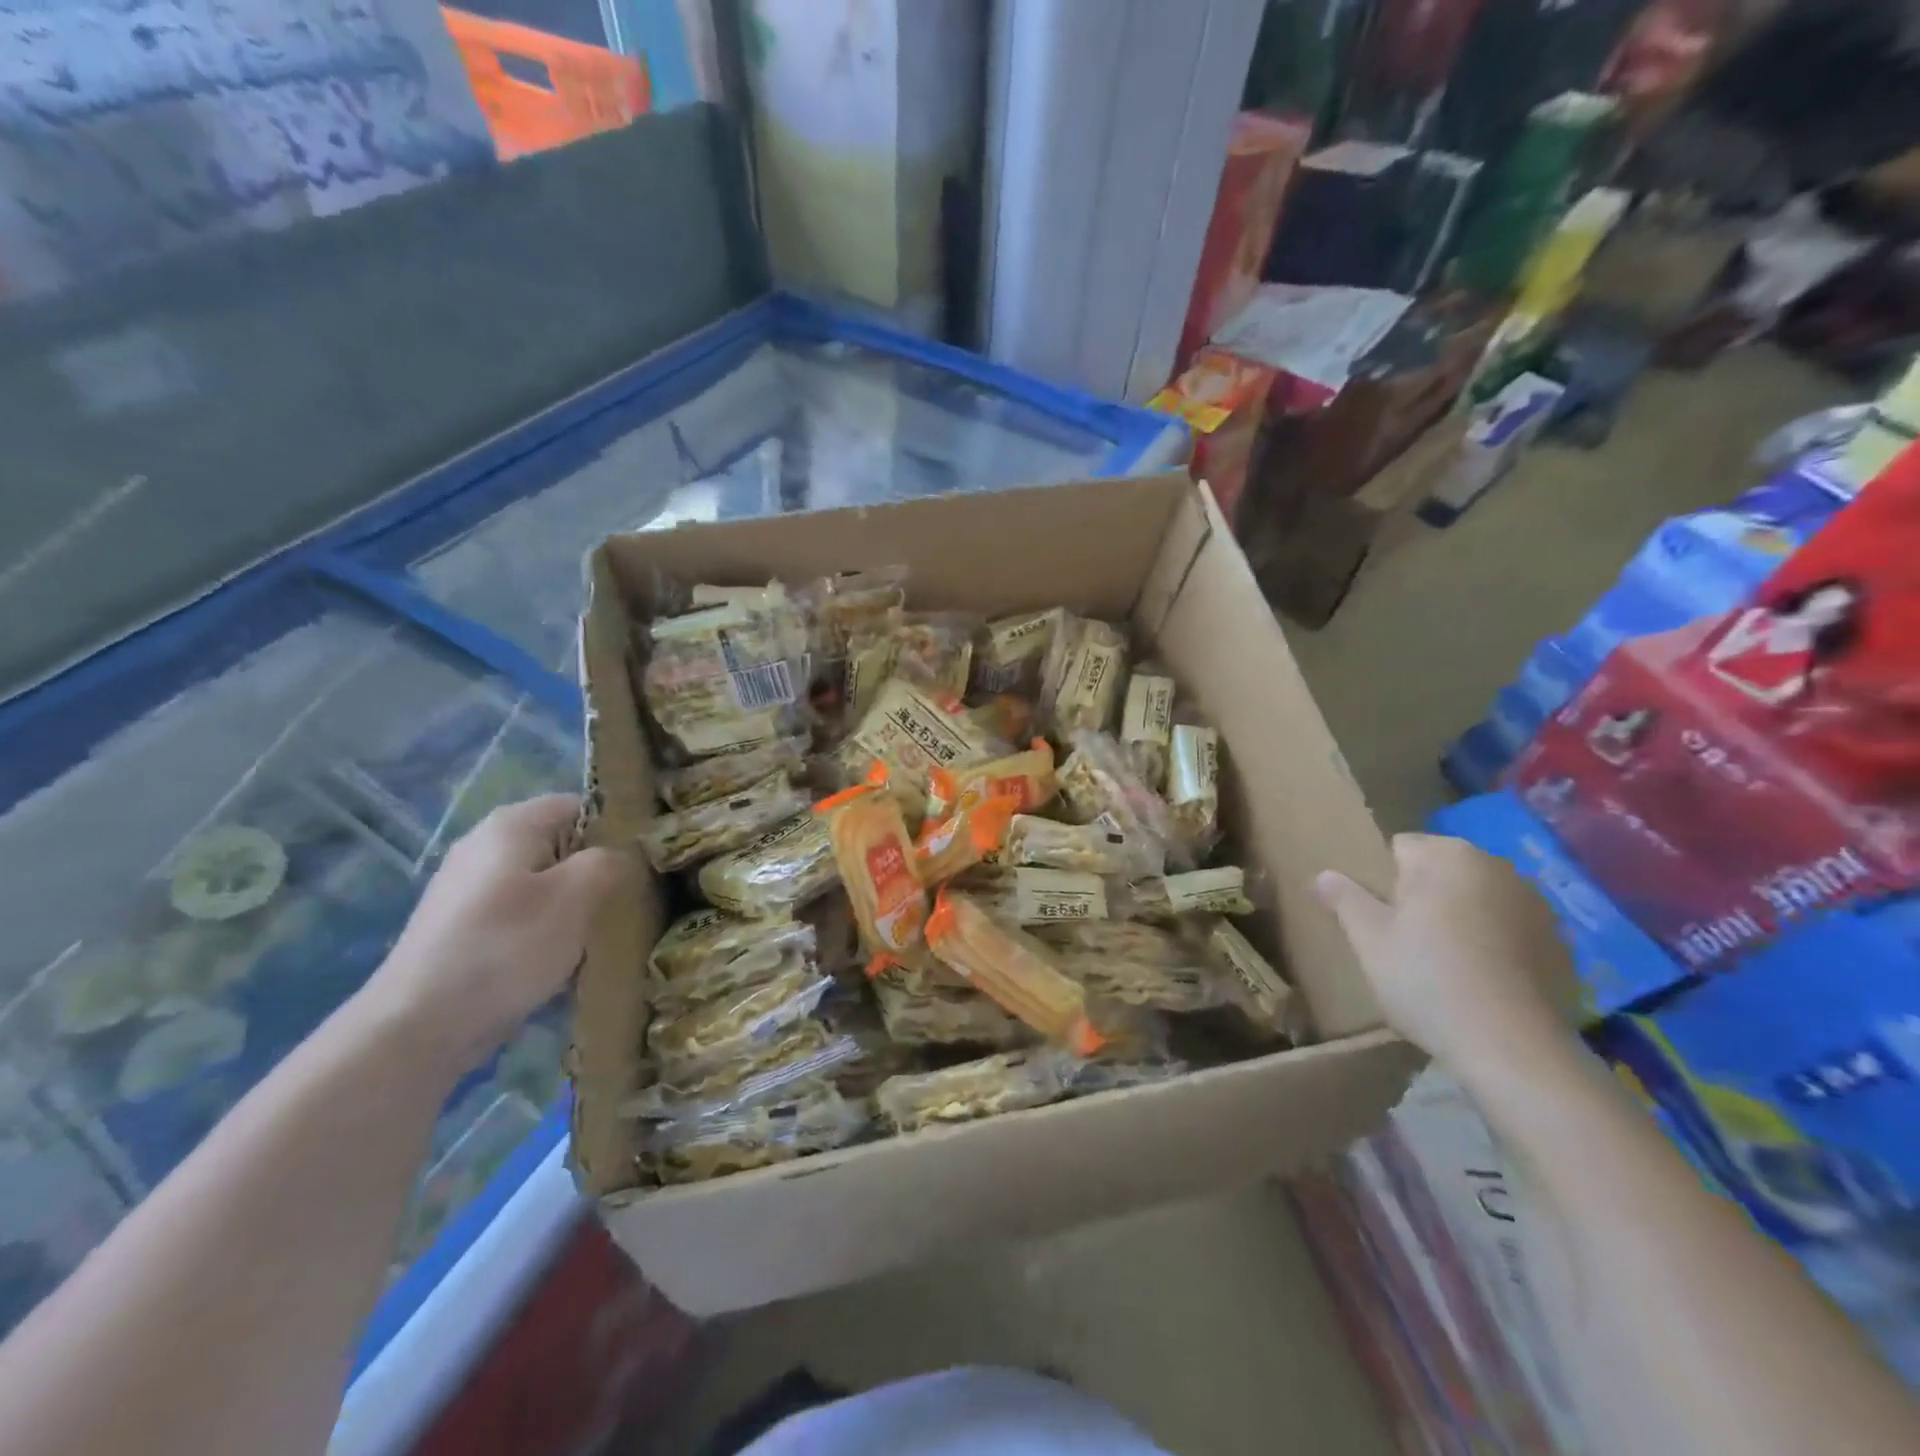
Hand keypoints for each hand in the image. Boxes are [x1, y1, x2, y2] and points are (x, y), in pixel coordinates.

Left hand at [365, 796, 626, 1073]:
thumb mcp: (576, 896)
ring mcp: (468, 888)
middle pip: (561, 846)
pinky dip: (542, 933)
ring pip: (543, 884)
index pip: (581, 805)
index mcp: (512, 825)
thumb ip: (608, 862)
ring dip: (571, 908)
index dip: (616, 830)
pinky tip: (555, 965)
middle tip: (622, 906)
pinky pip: (519, 916)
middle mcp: (485, 845)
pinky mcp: (460, 927)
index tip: (640, 866)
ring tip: (593, 939)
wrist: (417, 1027)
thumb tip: (618, 858)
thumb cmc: (506, 948)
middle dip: (594, 874)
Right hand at [1314, 833, 1582, 1077]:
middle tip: (1404, 940)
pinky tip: (1482, 980)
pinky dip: (1495, 944)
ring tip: (1445, 963)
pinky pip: (1511, 930)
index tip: (1378, 916)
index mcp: (1447, 855)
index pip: (1401, 847)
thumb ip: (1344, 899)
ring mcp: (1536, 904)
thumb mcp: (1369, 940)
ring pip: (1479, 899)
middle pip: (1443, 871)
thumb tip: (1323, 874)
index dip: (1382, 879)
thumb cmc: (1427, 979)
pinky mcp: (1561, 943)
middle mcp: (1497, 866)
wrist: (1513, 1047)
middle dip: (1423, 895)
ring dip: (1461, 917)